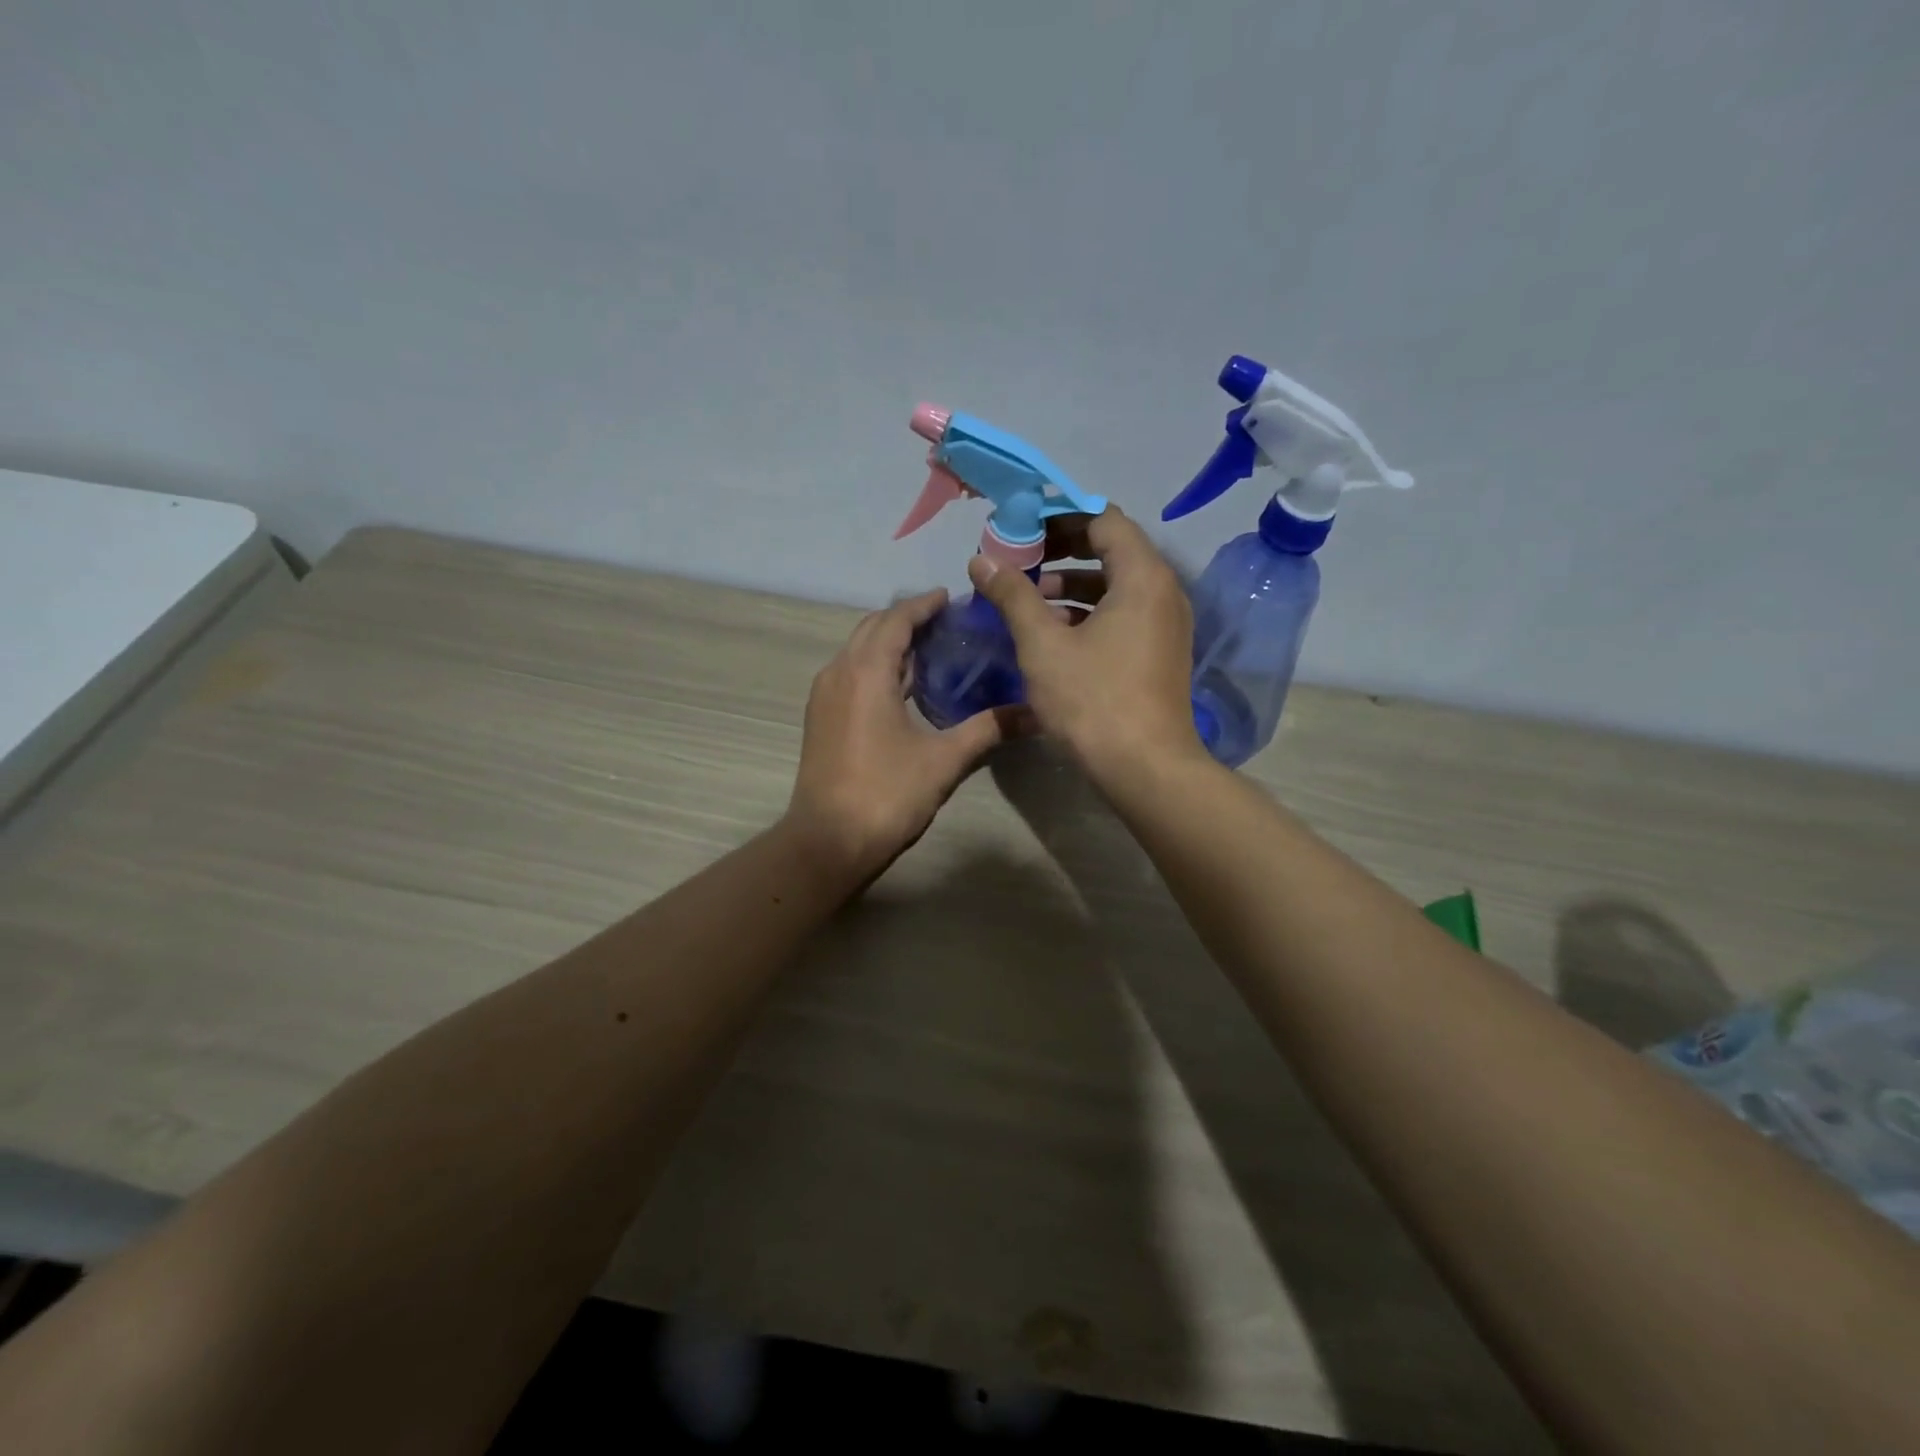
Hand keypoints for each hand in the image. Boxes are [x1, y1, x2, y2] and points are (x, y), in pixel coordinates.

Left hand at [787, 588, 1020, 881]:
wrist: (828, 842)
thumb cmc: (887, 794)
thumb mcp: (945, 760)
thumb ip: (988, 729)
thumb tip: (1034, 713)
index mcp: (867, 671)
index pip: (896, 619)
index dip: (924, 605)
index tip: (952, 598)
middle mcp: (839, 672)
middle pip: (873, 628)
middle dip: (907, 618)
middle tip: (947, 623)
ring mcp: (824, 695)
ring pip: (858, 651)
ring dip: (890, 642)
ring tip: (931, 649)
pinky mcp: (821, 717)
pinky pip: (850, 673)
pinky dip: (876, 666)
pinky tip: (903, 687)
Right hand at [967, 507, 1202, 784]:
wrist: (1145, 768)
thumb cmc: (1093, 699)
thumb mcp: (1042, 644)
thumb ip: (1012, 595)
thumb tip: (981, 560)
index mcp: (1142, 576)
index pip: (1102, 519)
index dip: (1057, 517)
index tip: (1020, 528)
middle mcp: (1163, 591)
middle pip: (1112, 549)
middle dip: (1062, 550)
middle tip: (1021, 558)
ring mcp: (1166, 624)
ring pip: (1117, 585)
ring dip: (1073, 584)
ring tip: (1030, 598)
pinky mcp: (1161, 652)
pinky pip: (1125, 613)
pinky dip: (1090, 612)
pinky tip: (1055, 632)